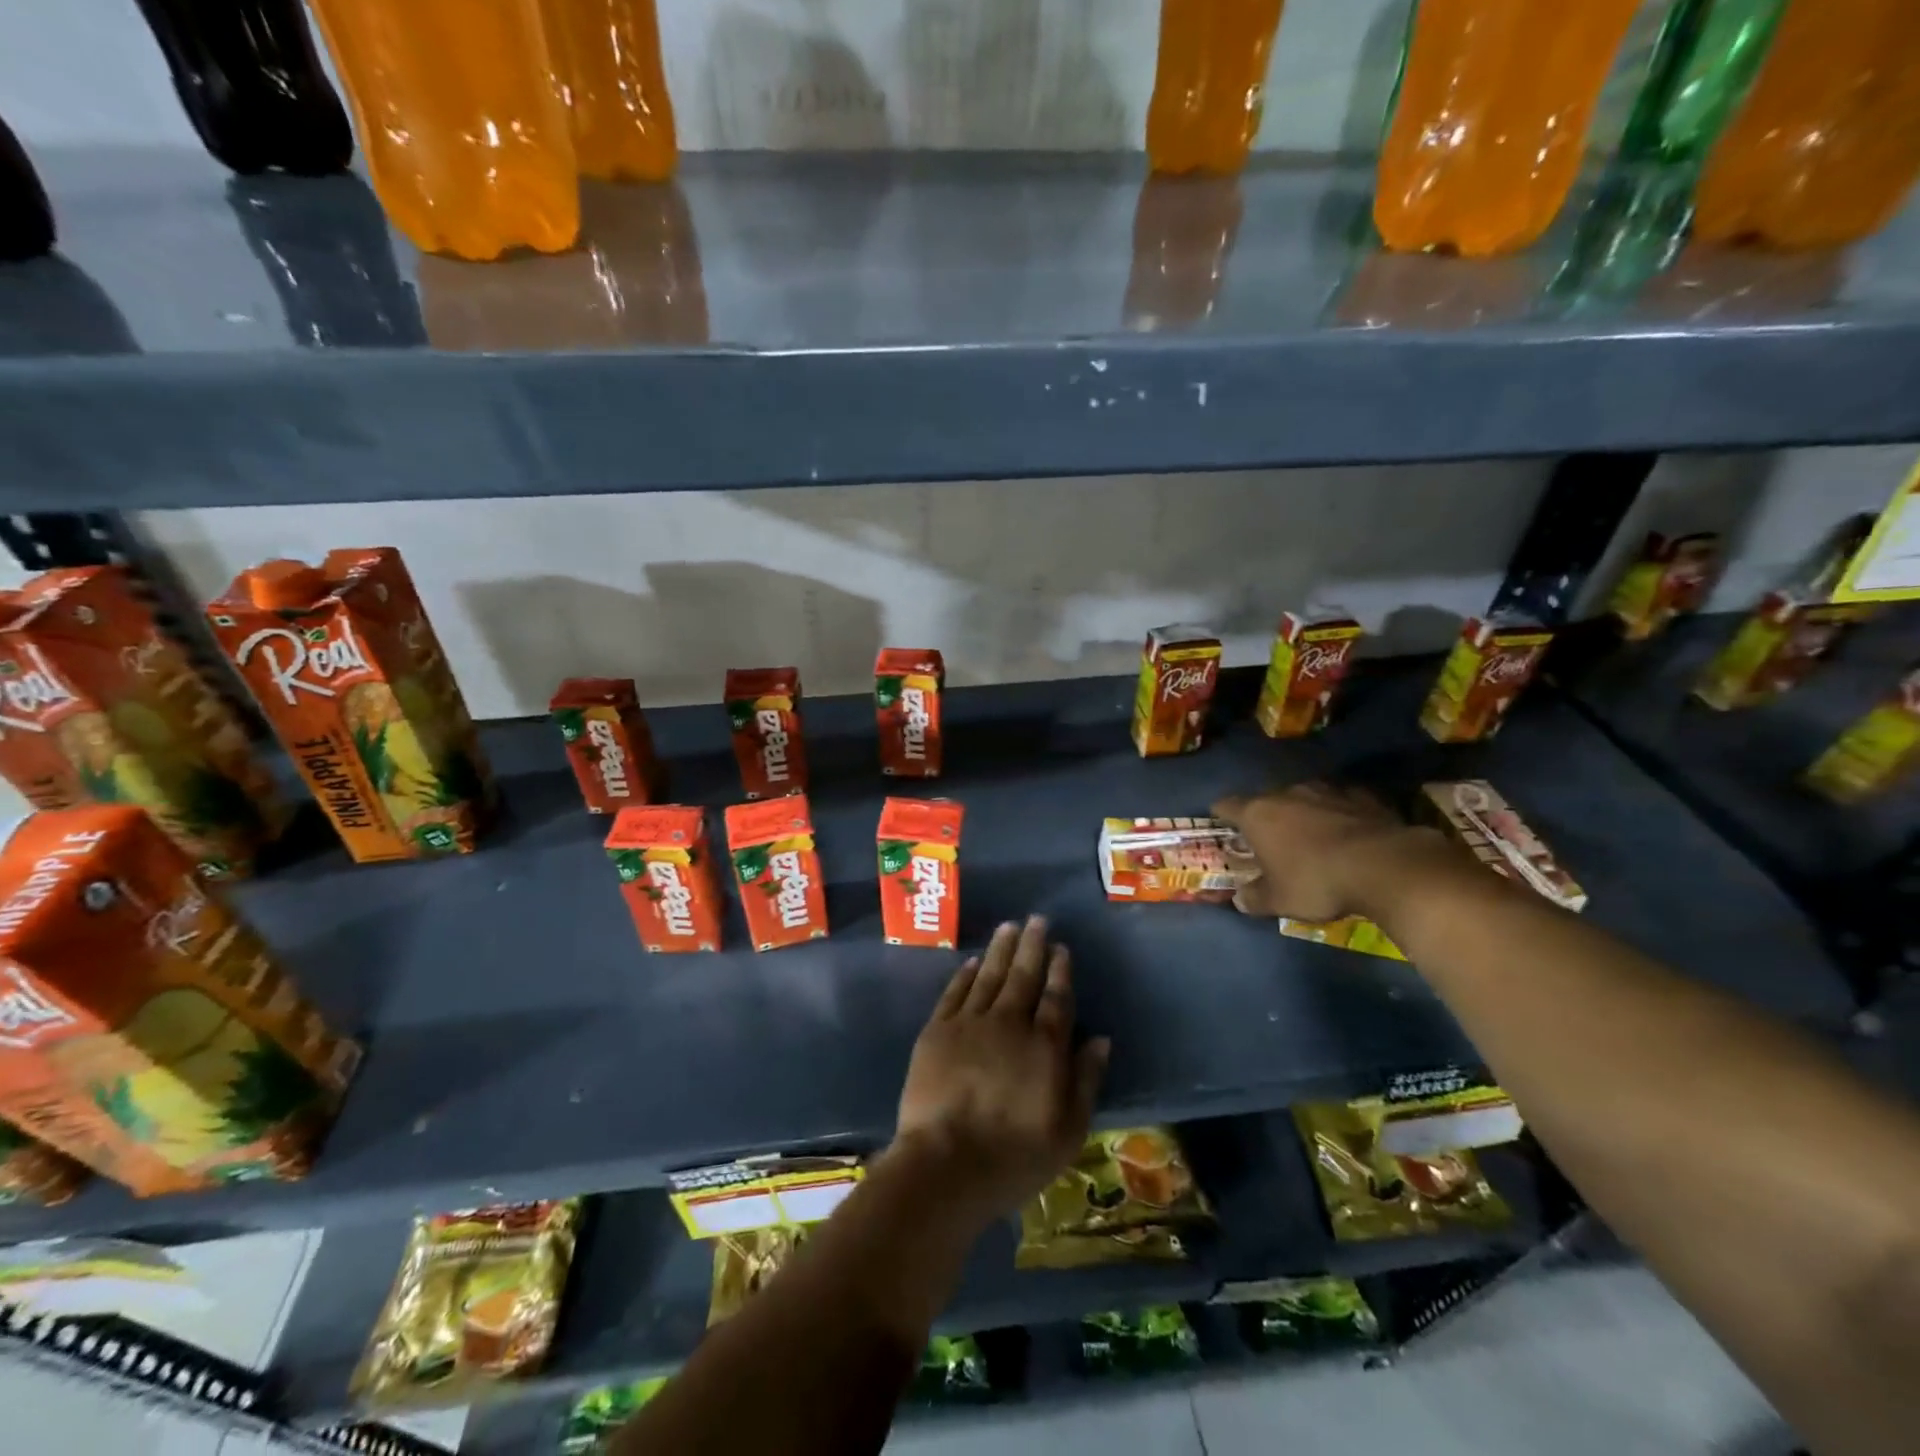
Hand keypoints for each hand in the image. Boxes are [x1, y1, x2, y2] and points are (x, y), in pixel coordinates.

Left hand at [893, 916, 1109, 1227]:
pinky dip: (964, 975)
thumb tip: (1100, 1039)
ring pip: (988, 976)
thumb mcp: (1068, 1130)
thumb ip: (1085, 1080)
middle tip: (1037, 919)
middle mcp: (1008, 1024)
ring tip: (1009, 927)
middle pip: (1023, 976)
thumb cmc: (1015, 1156)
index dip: (1060, 971)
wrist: (946, 1164)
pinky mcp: (937, 1031)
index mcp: (1044, 1046)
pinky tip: (971, 962)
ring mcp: (969, 1024)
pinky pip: (954, 993)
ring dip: (1000, 950)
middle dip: (1032, 946)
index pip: (1056, 998)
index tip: (1061, 948)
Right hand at [1213, 782, 1433, 921]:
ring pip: (1304, 796)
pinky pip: (1340, 800)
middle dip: (1266, 816)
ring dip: (1303, 811)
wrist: (1384, 866)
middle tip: (1271, 840)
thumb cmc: (1317, 882)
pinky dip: (1339, 812)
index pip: (1225, 805)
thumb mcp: (1279, 900)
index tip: (1223, 826)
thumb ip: (1254, 898)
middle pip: (1265, 798)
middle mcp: (1286, 793)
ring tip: (1311, 834)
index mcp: (1257, 814)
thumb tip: (1239, 899)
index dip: (1221, 815)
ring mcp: (1326, 790)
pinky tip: (1348, 831)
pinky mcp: (1361, 795)